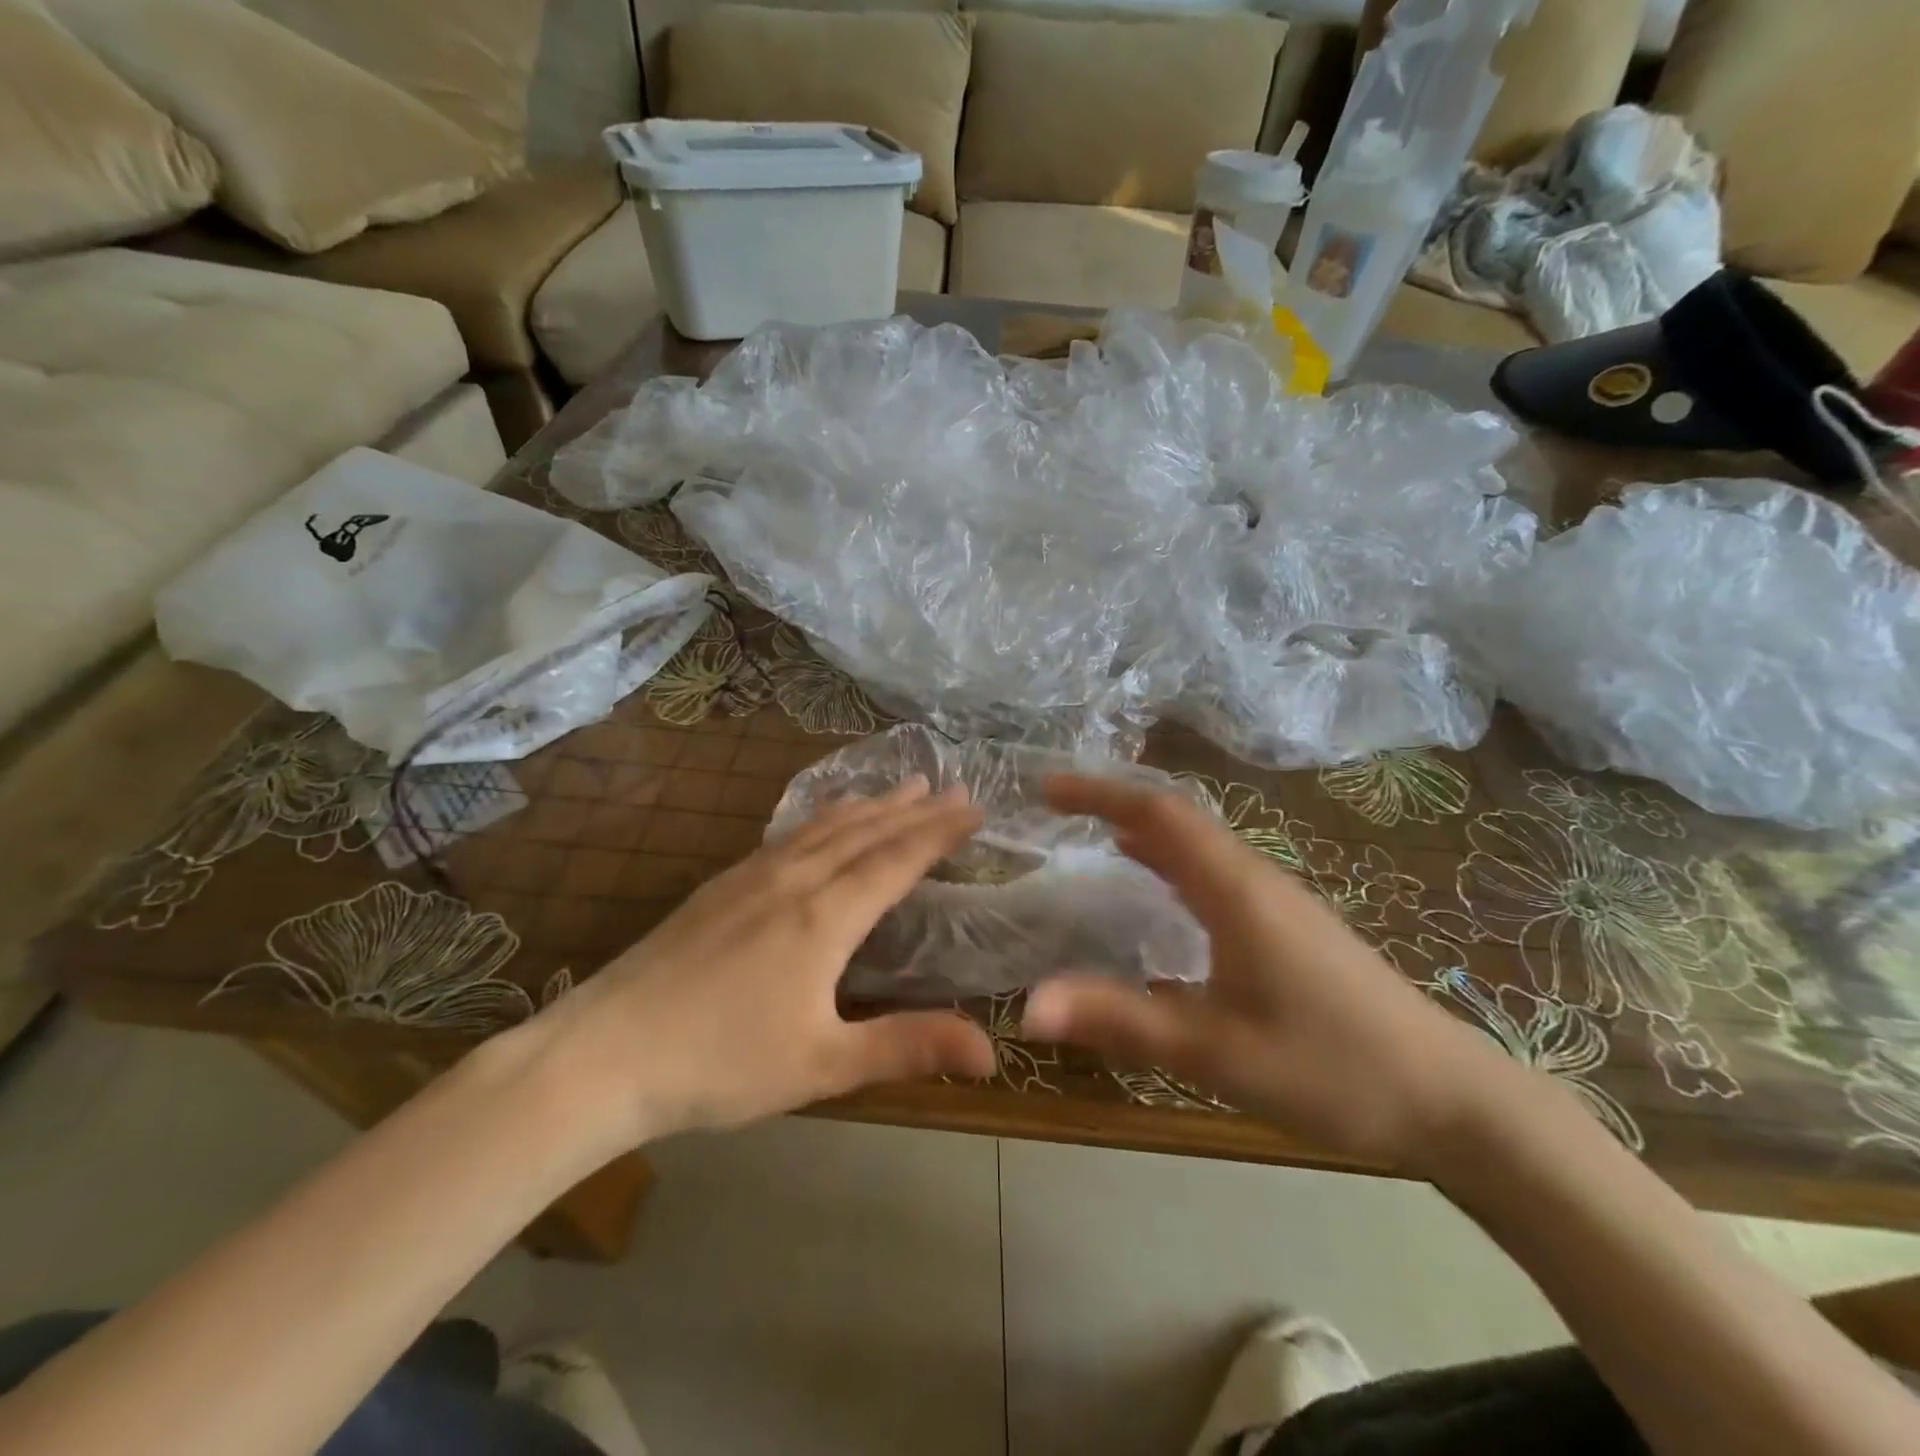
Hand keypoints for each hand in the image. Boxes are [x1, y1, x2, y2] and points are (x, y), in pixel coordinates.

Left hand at [517, 779, 996, 1150]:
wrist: (602, 1053)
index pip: (896, 860)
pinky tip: (820, 822)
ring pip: (824, 827)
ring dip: (868, 805)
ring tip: (900, 786)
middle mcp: (793, 880)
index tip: (974, 807)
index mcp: (823, 916)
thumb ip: (908, 1047)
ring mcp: (750, 877)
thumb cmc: (720, 1062)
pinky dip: (823, 817)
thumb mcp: (823, 1065)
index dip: (939, 832)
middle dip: (912, 809)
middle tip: (949, 786)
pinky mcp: (720, 885)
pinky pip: (789, 834)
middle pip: (864, 832)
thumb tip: (993, 1051)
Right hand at [1021, 774, 1515, 1171]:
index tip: (1046, 790)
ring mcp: (1277, 900)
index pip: (1157, 814)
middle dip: (1113, 803)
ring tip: (1090, 839)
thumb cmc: (1329, 1068)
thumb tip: (1028, 1006)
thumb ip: (1120, 1021)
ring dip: (1142, 831)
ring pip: (1199, 844)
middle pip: (1176, 818)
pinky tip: (1156, 894)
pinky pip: (1215, 872)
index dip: (1098, 793)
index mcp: (1235, 888)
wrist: (1450, 1099)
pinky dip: (1170, 863)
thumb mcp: (1213, 1051)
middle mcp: (1255, 878)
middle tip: (1056, 812)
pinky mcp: (1289, 925)